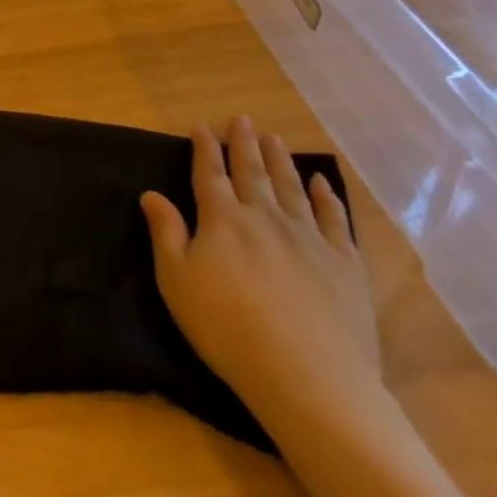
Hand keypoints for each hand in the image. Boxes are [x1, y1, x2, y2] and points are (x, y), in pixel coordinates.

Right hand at [141, 116, 378, 420]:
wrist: (308, 376)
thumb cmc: (228, 329)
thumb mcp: (177, 282)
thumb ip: (166, 233)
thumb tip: (151, 194)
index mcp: (223, 220)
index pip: (209, 174)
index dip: (204, 149)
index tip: (201, 127)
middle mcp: (264, 217)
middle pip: (251, 171)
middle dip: (243, 143)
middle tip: (242, 119)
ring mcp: (308, 237)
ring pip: (291, 187)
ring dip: (280, 160)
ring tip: (273, 138)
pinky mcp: (344, 263)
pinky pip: (334, 219)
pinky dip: (326, 197)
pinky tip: (321, 182)